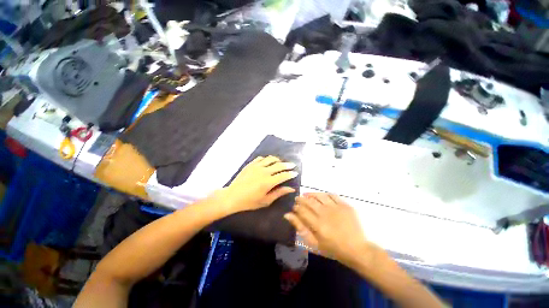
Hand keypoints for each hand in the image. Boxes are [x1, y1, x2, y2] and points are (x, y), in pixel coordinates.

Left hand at [214, 156, 297, 214]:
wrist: (232, 196)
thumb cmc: (249, 201)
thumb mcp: (266, 200)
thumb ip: (279, 193)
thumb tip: (291, 189)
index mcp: (268, 182)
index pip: (283, 175)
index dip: (291, 173)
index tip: (295, 173)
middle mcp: (264, 171)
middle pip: (279, 165)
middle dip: (287, 165)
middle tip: (292, 165)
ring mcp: (256, 166)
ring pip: (270, 159)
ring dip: (278, 160)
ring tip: (281, 162)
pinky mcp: (250, 164)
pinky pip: (261, 158)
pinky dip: (266, 159)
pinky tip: (268, 162)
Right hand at [284, 193, 379, 267]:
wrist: (357, 249)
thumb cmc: (333, 249)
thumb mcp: (314, 243)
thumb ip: (300, 228)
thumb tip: (287, 215)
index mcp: (317, 224)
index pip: (301, 210)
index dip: (296, 207)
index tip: (294, 207)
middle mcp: (325, 213)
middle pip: (309, 201)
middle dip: (301, 199)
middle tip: (298, 199)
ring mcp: (336, 208)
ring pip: (319, 196)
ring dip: (311, 194)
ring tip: (306, 195)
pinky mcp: (345, 205)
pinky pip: (332, 195)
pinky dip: (324, 194)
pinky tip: (321, 196)